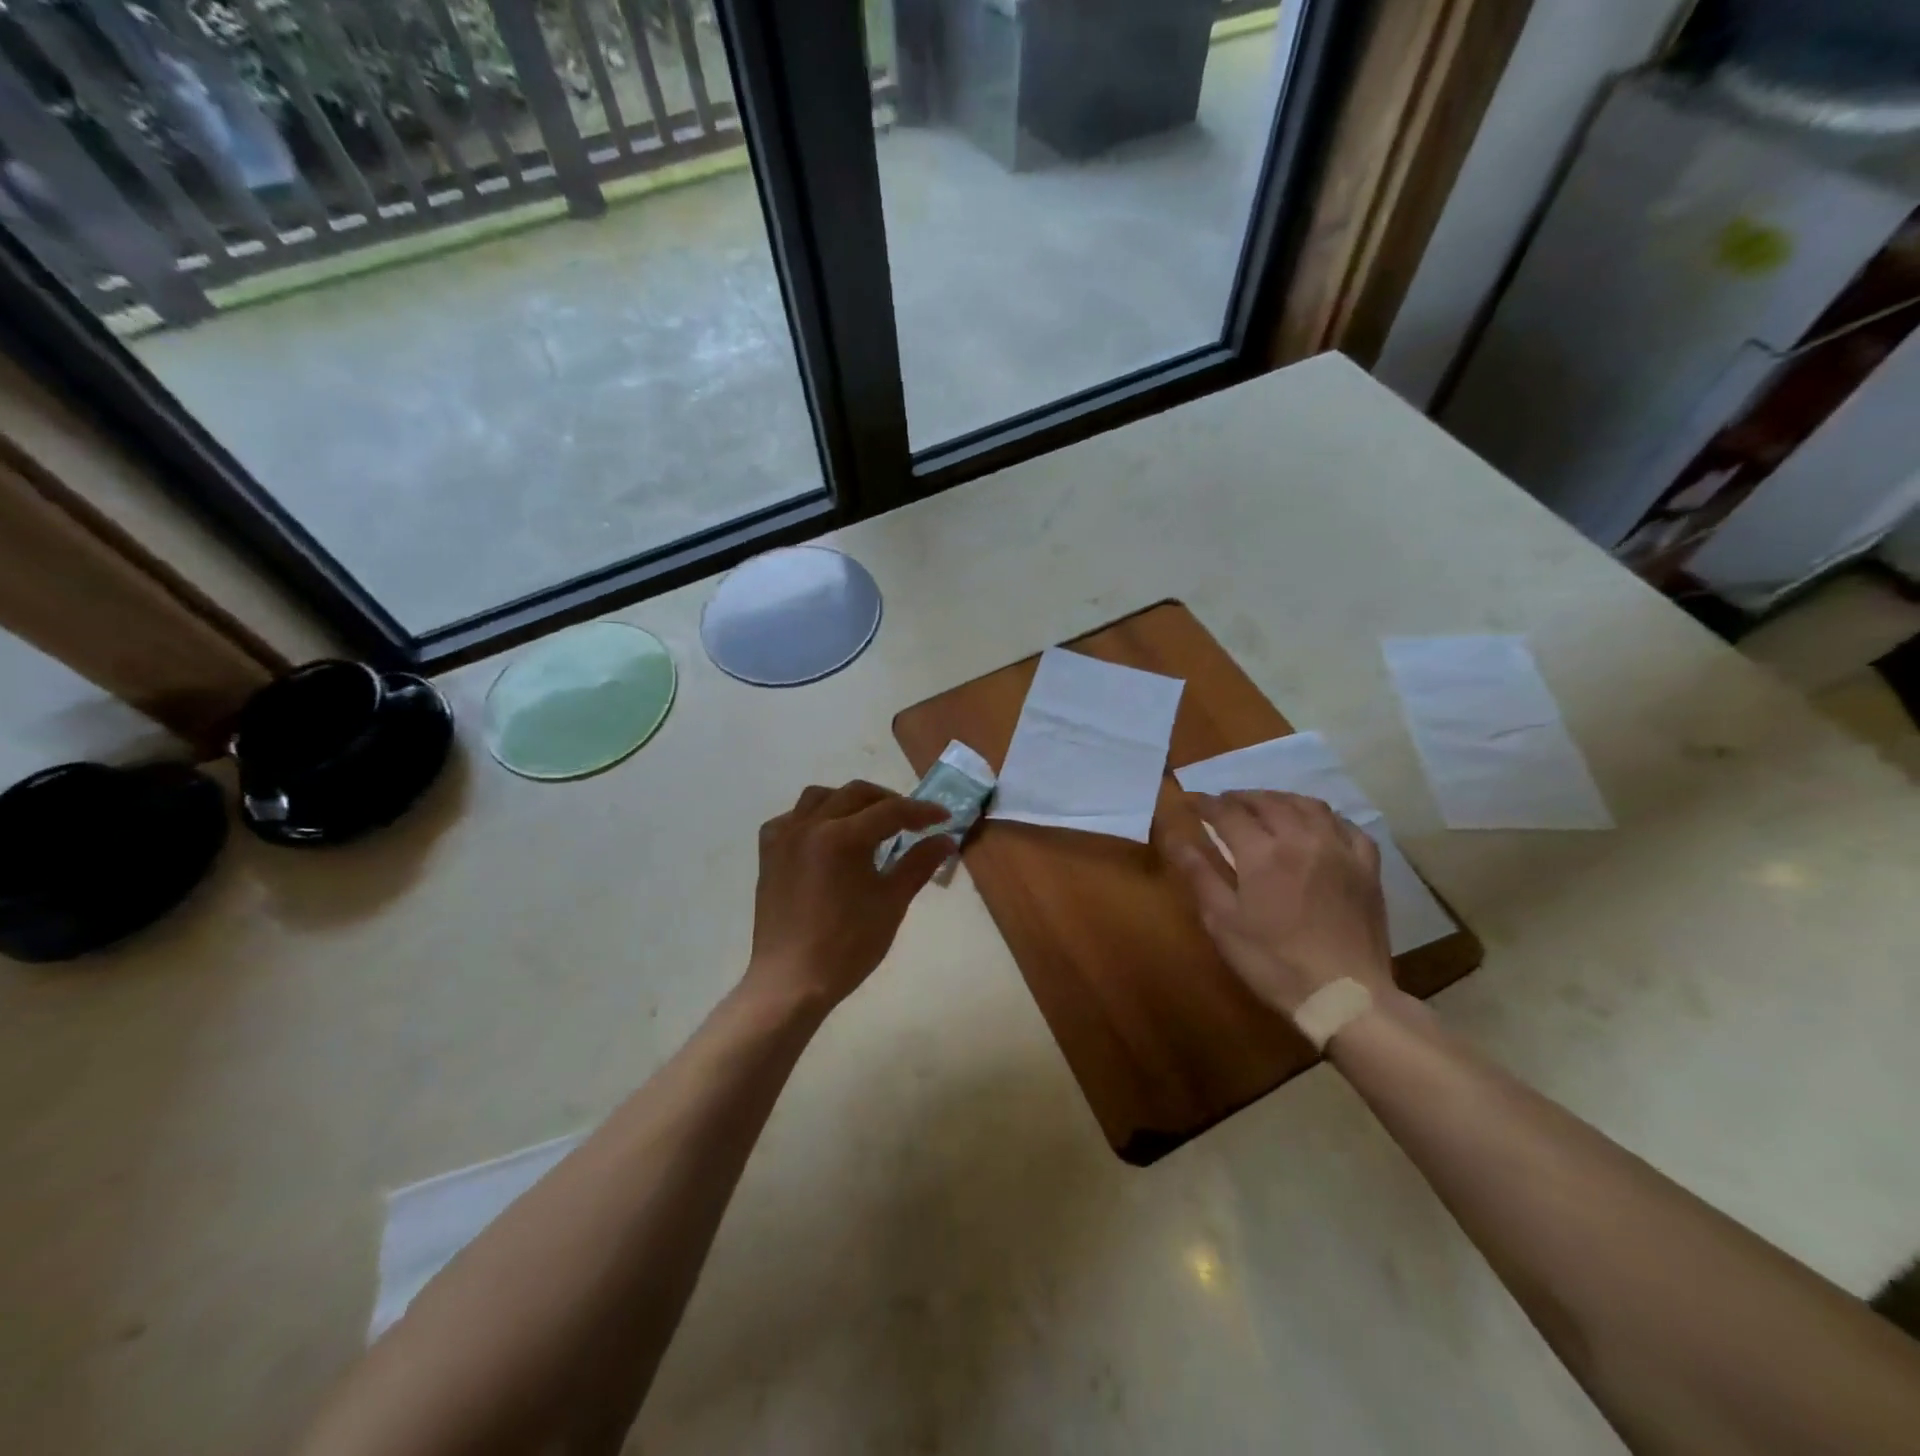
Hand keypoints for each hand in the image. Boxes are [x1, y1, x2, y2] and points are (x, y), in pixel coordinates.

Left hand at [745, 780, 951, 1011]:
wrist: (792, 981)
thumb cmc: (847, 945)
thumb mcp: (891, 902)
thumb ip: (919, 863)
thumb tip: (946, 839)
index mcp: (842, 837)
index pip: (891, 811)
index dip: (921, 811)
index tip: (944, 817)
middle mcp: (810, 826)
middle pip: (855, 794)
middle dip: (888, 801)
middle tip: (911, 820)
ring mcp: (784, 838)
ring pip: (820, 798)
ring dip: (849, 801)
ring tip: (869, 822)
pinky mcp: (769, 854)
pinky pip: (792, 818)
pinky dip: (814, 817)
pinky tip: (826, 837)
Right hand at [1167, 791, 1393, 1016]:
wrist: (1344, 995)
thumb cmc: (1273, 962)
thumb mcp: (1223, 921)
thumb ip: (1198, 873)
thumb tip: (1173, 837)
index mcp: (1263, 853)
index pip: (1228, 812)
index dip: (1206, 804)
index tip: (1191, 802)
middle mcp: (1302, 839)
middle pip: (1268, 802)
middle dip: (1241, 798)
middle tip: (1223, 803)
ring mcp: (1340, 850)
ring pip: (1308, 806)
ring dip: (1280, 799)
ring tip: (1265, 806)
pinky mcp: (1367, 868)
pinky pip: (1347, 827)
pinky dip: (1326, 818)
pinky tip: (1317, 825)